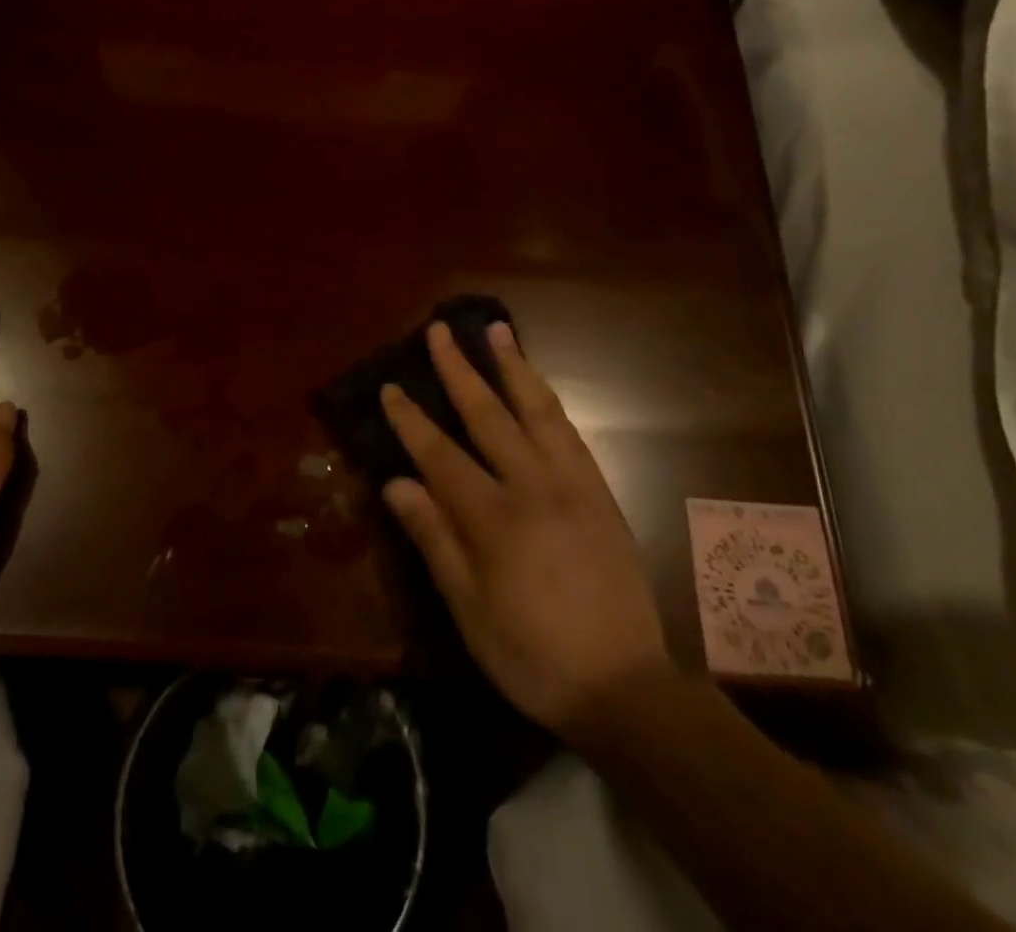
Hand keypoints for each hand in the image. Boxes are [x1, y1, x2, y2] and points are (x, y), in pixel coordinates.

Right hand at [380, 321, 669, 737]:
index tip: (390, 386)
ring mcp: (572, 484)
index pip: (440, 454)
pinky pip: (570, 432)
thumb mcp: (469, 609)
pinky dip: (547, 400)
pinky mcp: (600, 492)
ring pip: (537, 409)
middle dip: (459, 368)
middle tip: (440, 329)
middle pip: (488, 413)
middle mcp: (533, 486)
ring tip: (497, 330)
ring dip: (513, 366)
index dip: (410, 419)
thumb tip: (396, 483)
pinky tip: (536, 385)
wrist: (625, 685)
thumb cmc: (533, 654)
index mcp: (494, 519)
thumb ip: (434, 539)